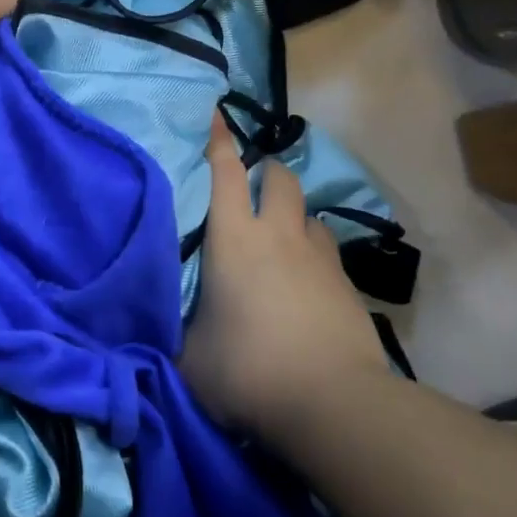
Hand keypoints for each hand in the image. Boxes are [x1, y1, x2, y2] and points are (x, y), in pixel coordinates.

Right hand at [180, 115, 388, 440]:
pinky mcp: (347, 284)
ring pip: (310, 213)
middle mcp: (279, 234)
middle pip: (280, 178)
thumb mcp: (191, 357)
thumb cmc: (247, 370)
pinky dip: (314, 253)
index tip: (217, 115)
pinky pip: (328, 251)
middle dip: (267, 171)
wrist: (330, 402)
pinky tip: (307, 280)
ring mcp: (319, 257)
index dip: (219, 141)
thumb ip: (179, 332)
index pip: (224, 173)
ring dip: (294, 214)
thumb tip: (169, 326)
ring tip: (283, 236)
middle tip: (253, 185)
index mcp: (234, 238)